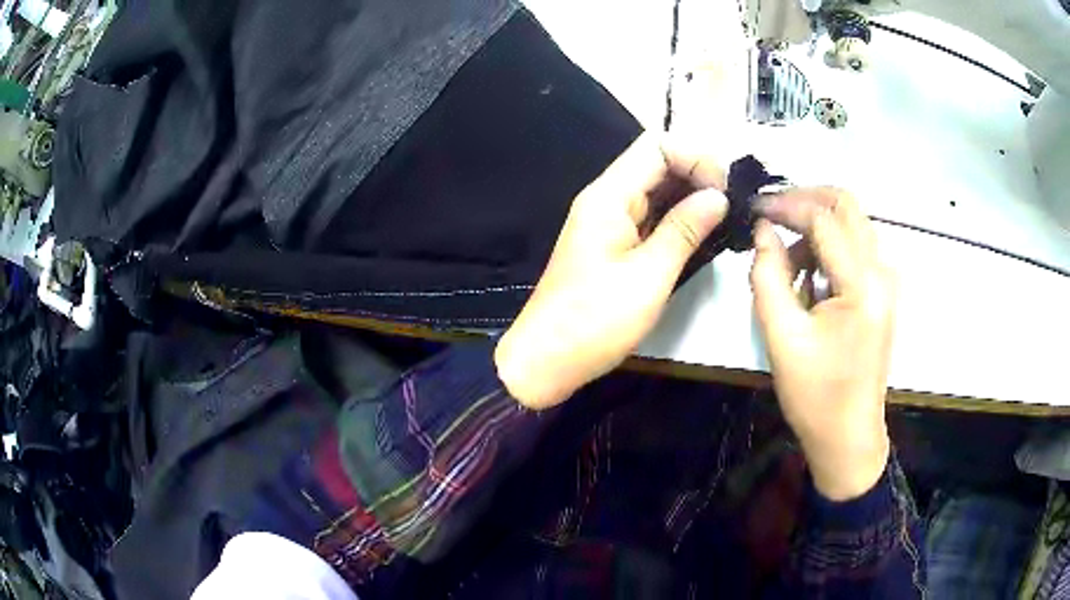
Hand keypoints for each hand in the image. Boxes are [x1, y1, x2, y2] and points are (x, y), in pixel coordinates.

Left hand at [495, 133, 728, 409]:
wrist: (547, 360)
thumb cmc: (595, 321)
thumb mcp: (649, 276)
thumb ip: (685, 229)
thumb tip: (718, 196)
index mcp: (609, 196)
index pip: (657, 145)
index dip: (695, 158)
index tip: (724, 191)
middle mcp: (607, 199)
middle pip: (657, 162)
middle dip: (698, 175)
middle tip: (731, 207)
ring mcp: (609, 222)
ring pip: (656, 190)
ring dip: (691, 197)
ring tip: (724, 220)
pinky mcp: (613, 244)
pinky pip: (650, 217)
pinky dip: (677, 219)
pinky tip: (702, 234)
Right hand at [750, 188, 896, 500]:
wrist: (849, 436)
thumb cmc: (815, 395)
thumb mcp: (781, 336)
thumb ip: (767, 274)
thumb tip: (763, 229)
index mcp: (862, 285)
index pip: (824, 218)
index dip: (785, 204)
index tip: (753, 208)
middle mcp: (882, 272)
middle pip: (847, 206)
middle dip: (806, 200)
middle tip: (772, 217)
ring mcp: (887, 282)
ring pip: (852, 224)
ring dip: (817, 228)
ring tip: (786, 265)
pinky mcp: (883, 292)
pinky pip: (856, 248)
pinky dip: (829, 248)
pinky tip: (809, 280)